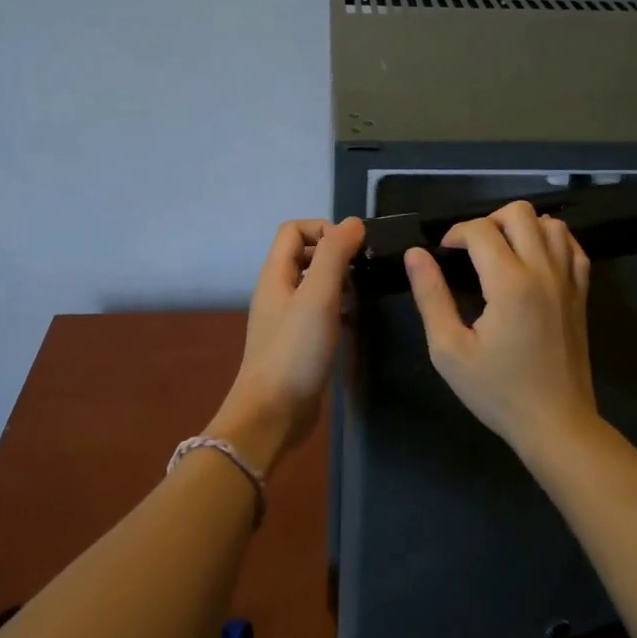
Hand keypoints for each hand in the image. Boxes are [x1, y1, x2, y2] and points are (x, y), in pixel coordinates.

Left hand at [208, 217, 364, 473]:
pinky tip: (356, 322)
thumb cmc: (294, 351)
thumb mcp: (318, 296)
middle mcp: (278, 291)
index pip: (294, 229)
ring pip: (313, 283)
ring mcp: (286, 318)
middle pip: (304, 254)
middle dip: (335, 253)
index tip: (352, 250)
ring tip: (364, 294)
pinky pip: (319, 311)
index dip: (323, 229)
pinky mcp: (298, 342)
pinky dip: (338, 308)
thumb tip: (353, 222)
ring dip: (339, 281)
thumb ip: (333, 255)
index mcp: (275, 274)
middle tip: (363, 270)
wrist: (272, 415)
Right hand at [405, 201, 599, 462]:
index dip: (455, 233)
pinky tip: (534, 261)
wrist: (556, 423)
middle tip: (471, 250)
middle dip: (488, 221)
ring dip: (522, 227)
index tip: (443, 254)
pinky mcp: (582, 293)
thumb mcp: (449, 350)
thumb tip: (415, 255)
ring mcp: (568, 280)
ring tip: (502, 252)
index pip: (480, 230)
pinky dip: (552, 241)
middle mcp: (543, 271)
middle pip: (519, 212)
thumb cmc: (497, 391)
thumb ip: (430, 297)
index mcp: (509, 283)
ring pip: (550, 223)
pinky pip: (573, 246)